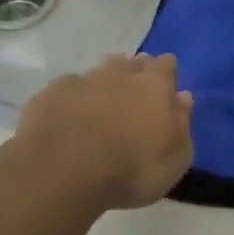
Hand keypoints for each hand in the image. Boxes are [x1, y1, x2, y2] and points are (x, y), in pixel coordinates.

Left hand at [12, 53, 194, 210]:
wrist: (63, 171)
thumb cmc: (131, 169)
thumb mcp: (174, 159)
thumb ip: (182, 125)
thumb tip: (183, 98)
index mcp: (155, 87)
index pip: (166, 65)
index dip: (167, 72)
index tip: (167, 84)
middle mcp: (120, 75)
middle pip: (132, 63)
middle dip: (136, 72)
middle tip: (136, 92)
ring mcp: (83, 81)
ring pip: (99, 71)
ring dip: (105, 82)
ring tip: (105, 100)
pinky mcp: (51, 94)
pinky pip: (69, 89)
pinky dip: (74, 98)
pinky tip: (70, 114)